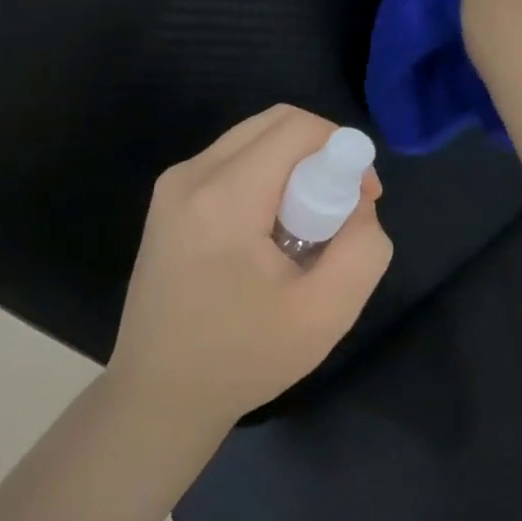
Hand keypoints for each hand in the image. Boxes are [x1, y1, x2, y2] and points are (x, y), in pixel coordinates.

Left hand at [109, 106, 392, 426]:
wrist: (158, 397)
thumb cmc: (243, 359)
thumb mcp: (326, 312)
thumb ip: (363, 246)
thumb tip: (357, 201)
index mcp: (223, 197)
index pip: (297, 128)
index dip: (343, 150)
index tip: (362, 200)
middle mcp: (190, 175)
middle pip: (274, 123)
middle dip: (320, 155)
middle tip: (338, 211)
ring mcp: (172, 187)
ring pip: (252, 141)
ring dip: (293, 169)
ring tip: (304, 230)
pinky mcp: (167, 202)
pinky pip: (231, 163)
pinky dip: (265, 181)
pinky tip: (269, 235)